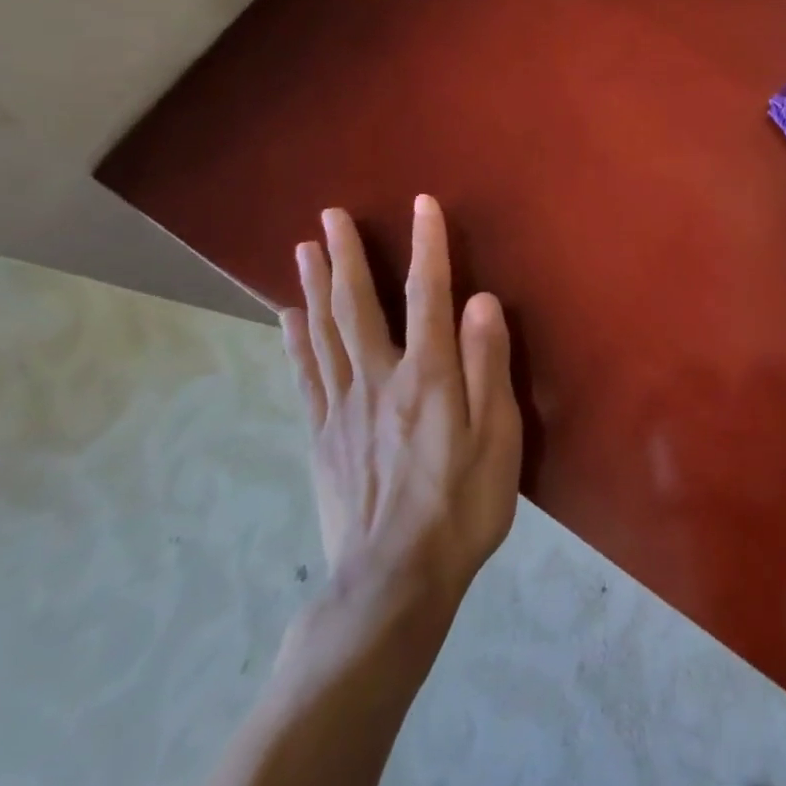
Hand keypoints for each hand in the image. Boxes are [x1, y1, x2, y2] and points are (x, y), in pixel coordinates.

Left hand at [277, 196, 521, 675]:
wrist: (393, 581)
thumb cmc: (461, 504)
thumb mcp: (497, 436)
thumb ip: (488, 364)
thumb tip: (481, 299)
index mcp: (427, 374)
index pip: (427, 293)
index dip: (427, 245)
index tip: (423, 204)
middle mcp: (379, 377)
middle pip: (358, 304)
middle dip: (347, 255)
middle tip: (331, 215)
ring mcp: (343, 406)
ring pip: (324, 331)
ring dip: (315, 285)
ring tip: (304, 248)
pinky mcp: (322, 435)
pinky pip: (306, 374)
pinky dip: (296, 338)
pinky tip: (288, 316)